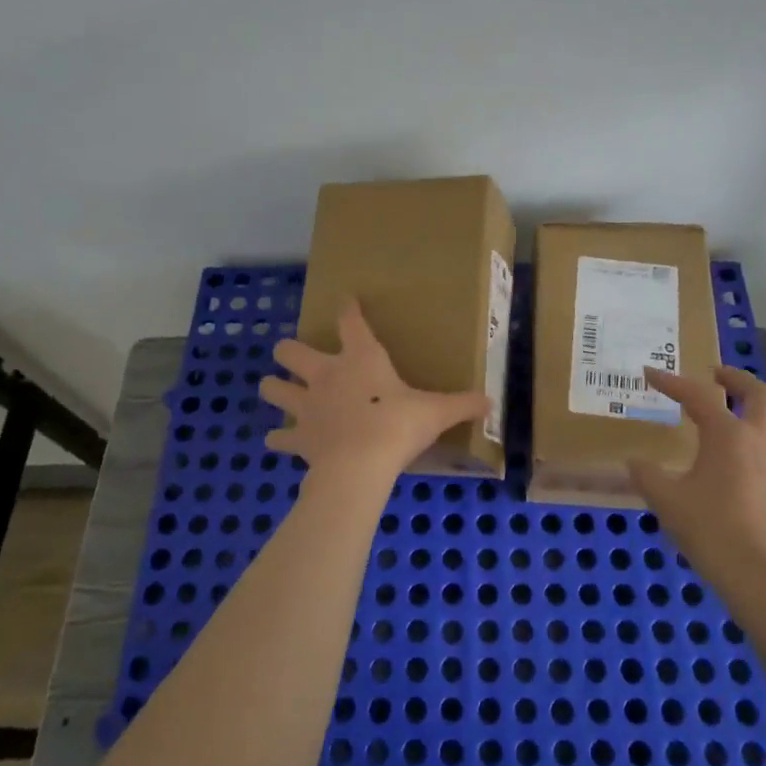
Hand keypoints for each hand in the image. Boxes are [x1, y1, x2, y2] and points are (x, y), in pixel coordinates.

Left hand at [260, 299, 490, 479]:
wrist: (360, 465)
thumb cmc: (398, 426)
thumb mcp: (437, 412)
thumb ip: (462, 404)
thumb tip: (491, 402)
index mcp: (361, 358)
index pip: (350, 321)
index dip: (348, 308)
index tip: (346, 300)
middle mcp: (326, 375)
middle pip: (292, 351)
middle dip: (289, 350)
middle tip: (295, 355)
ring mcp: (307, 405)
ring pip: (274, 388)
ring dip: (274, 387)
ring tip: (277, 389)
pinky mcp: (299, 437)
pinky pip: (280, 436)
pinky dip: (280, 438)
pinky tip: (279, 440)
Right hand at [628, 366, 765, 580]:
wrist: (756, 572)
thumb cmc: (709, 528)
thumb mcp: (666, 499)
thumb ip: (647, 475)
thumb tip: (635, 462)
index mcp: (727, 434)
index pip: (698, 396)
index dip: (671, 382)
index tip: (650, 373)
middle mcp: (757, 439)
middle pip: (758, 393)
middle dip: (735, 378)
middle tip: (714, 374)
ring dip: (762, 407)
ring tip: (742, 409)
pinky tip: (751, 451)